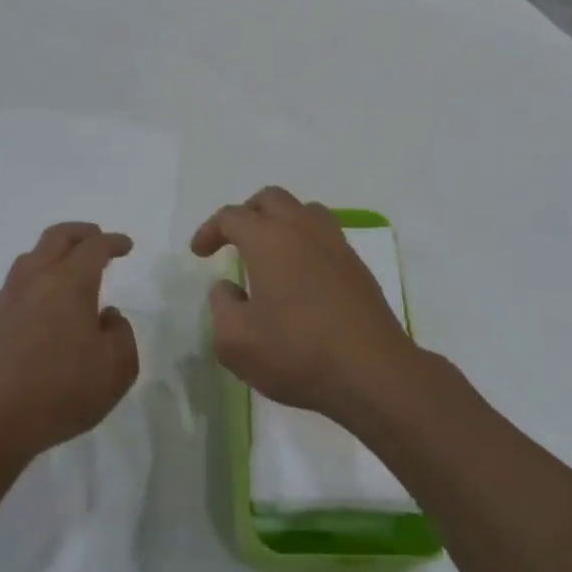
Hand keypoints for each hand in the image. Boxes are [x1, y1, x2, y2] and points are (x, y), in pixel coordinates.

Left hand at [0, 222, 139, 467]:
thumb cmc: (63, 392)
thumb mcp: (117, 369)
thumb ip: (122, 334)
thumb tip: (108, 316)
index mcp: (70, 283)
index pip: (94, 247)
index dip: (113, 242)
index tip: (126, 246)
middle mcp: (36, 280)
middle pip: (57, 237)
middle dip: (81, 232)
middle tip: (97, 238)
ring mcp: (8, 297)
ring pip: (30, 257)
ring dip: (53, 253)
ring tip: (68, 268)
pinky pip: (13, 285)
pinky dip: (32, 281)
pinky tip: (37, 301)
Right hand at [190, 187, 416, 423]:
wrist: (372, 372)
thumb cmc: (297, 353)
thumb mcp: (235, 341)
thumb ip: (222, 306)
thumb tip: (229, 287)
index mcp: (268, 239)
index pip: (232, 217)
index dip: (210, 230)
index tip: (200, 253)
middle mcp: (302, 229)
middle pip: (270, 199)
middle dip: (247, 214)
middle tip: (233, 241)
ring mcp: (335, 244)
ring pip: (303, 211)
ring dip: (281, 222)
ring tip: (270, 252)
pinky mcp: (357, 266)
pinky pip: (325, 236)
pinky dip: (305, 242)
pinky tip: (301, 275)